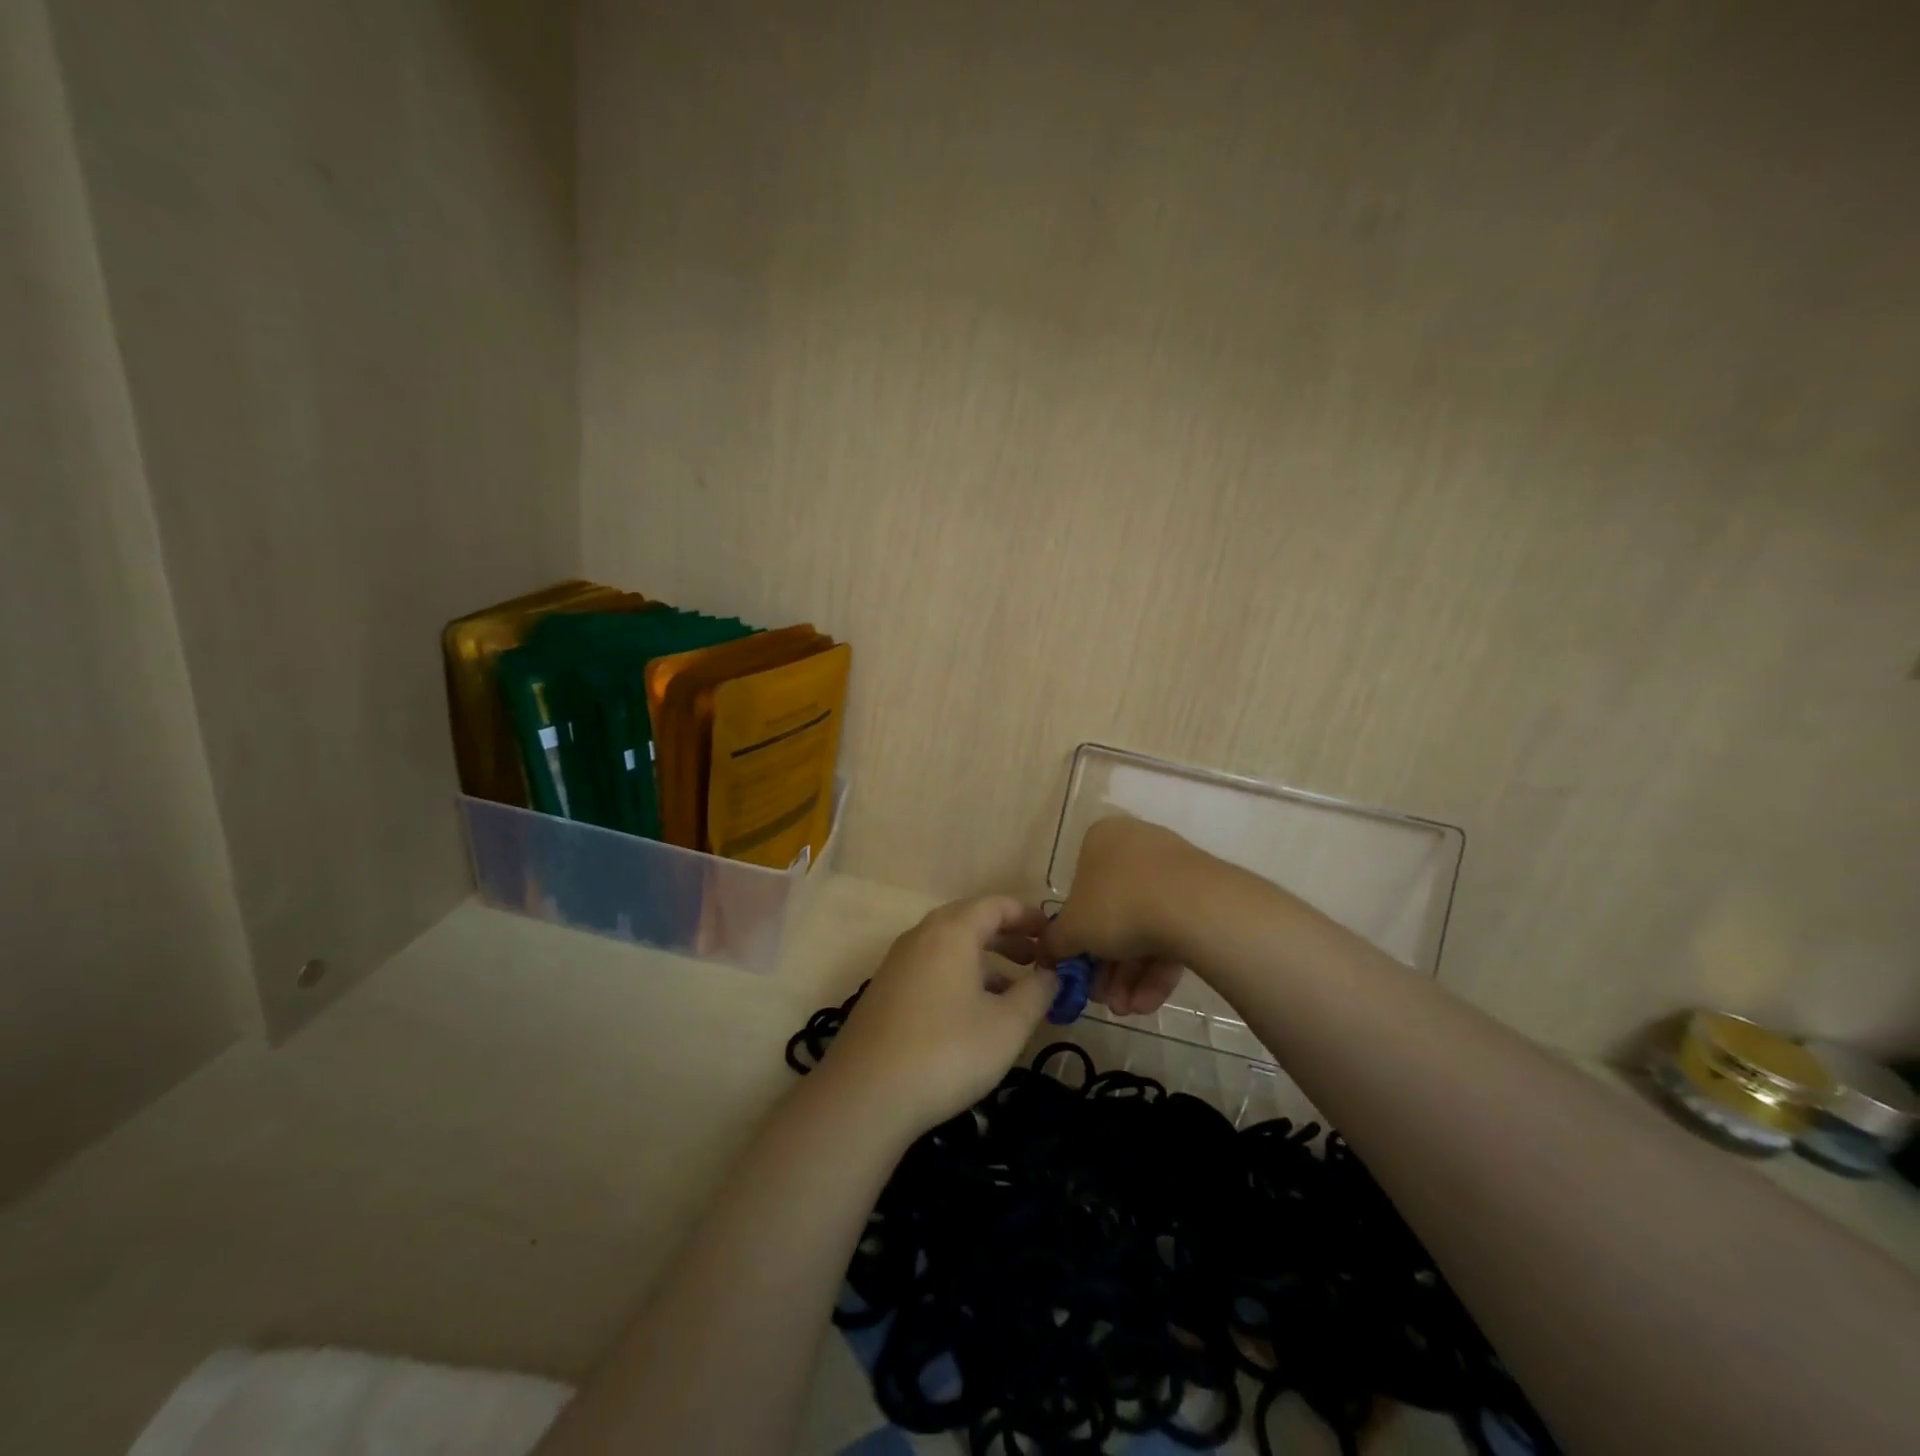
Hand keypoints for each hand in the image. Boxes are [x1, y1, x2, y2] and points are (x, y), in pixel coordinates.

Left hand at [820, 896, 1056, 1138]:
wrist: (865, 1095)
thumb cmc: (947, 1052)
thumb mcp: (1007, 1026)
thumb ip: (1037, 993)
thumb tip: (1053, 974)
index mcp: (951, 932)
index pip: (995, 904)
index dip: (1027, 915)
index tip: (1053, 933)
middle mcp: (921, 936)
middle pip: (969, 920)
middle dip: (1007, 936)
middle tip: (1038, 958)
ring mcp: (898, 963)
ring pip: (949, 946)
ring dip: (984, 959)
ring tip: (1013, 989)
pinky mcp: (885, 991)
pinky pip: (931, 967)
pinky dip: (959, 975)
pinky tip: (973, 1012)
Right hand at [1042, 817, 1202, 1015]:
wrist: (1194, 907)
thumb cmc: (1117, 905)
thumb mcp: (1072, 929)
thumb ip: (1054, 943)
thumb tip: (1043, 954)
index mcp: (1102, 841)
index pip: (1081, 889)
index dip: (1077, 936)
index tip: (1077, 969)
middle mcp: (1137, 847)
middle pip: (1113, 914)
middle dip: (1106, 965)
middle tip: (1103, 999)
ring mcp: (1174, 872)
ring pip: (1144, 928)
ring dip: (1130, 975)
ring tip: (1127, 1009)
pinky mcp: (1204, 898)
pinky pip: (1173, 933)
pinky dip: (1158, 969)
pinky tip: (1149, 1004)